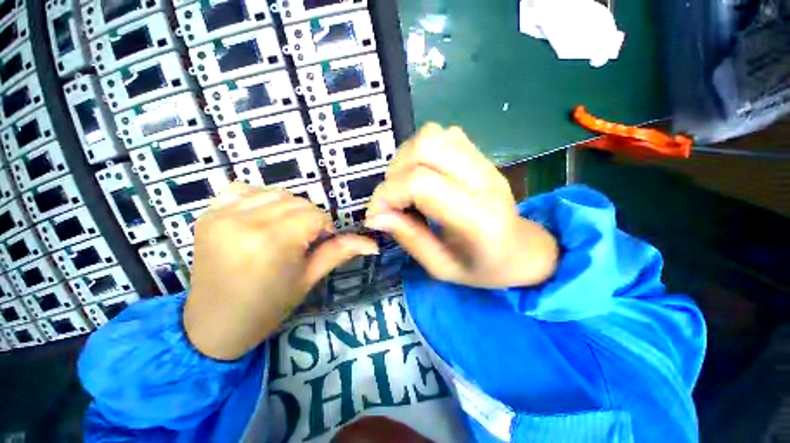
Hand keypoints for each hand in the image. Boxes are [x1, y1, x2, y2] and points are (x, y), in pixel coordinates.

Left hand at [184, 184, 377, 359]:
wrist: (213, 324)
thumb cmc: (268, 307)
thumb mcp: (308, 279)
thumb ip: (339, 252)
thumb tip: (372, 244)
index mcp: (271, 243)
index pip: (313, 215)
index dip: (324, 227)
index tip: (321, 241)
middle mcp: (244, 223)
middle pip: (295, 201)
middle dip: (308, 217)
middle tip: (304, 239)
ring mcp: (220, 216)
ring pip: (274, 193)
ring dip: (288, 207)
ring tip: (285, 229)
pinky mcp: (207, 215)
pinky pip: (243, 190)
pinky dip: (260, 198)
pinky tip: (262, 217)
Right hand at [365, 124, 558, 288]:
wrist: (521, 250)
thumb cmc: (482, 268)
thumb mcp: (441, 267)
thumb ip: (409, 238)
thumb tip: (375, 215)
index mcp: (478, 218)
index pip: (421, 184)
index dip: (388, 195)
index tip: (377, 215)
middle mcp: (484, 181)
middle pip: (426, 146)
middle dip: (395, 173)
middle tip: (393, 200)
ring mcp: (485, 163)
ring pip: (433, 134)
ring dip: (406, 159)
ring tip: (405, 186)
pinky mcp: (481, 155)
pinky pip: (442, 135)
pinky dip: (421, 152)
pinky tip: (422, 175)